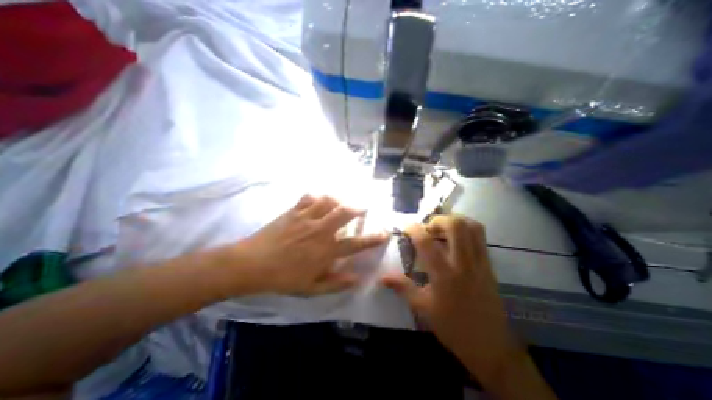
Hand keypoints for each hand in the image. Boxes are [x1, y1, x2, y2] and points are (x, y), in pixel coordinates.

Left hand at [226, 193, 386, 297]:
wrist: (252, 264)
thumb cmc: (283, 278)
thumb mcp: (311, 288)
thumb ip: (336, 283)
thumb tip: (357, 279)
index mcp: (326, 250)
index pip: (356, 244)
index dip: (373, 239)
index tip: (385, 233)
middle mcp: (321, 231)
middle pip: (345, 212)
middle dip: (358, 207)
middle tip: (363, 206)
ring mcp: (307, 218)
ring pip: (329, 200)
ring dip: (338, 199)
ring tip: (341, 202)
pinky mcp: (294, 211)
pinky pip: (309, 197)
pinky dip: (317, 197)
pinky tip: (318, 200)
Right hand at [385, 215, 517, 387]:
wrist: (490, 346)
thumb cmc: (452, 327)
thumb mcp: (423, 308)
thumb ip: (402, 287)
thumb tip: (382, 276)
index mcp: (444, 274)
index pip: (426, 242)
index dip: (413, 229)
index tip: (406, 228)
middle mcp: (463, 263)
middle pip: (455, 225)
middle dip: (438, 220)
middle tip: (428, 228)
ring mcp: (480, 261)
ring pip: (472, 227)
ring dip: (454, 220)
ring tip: (442, 229)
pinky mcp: (489, 264)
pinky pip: (480, 237)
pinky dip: (467, 228)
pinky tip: (456, 238)